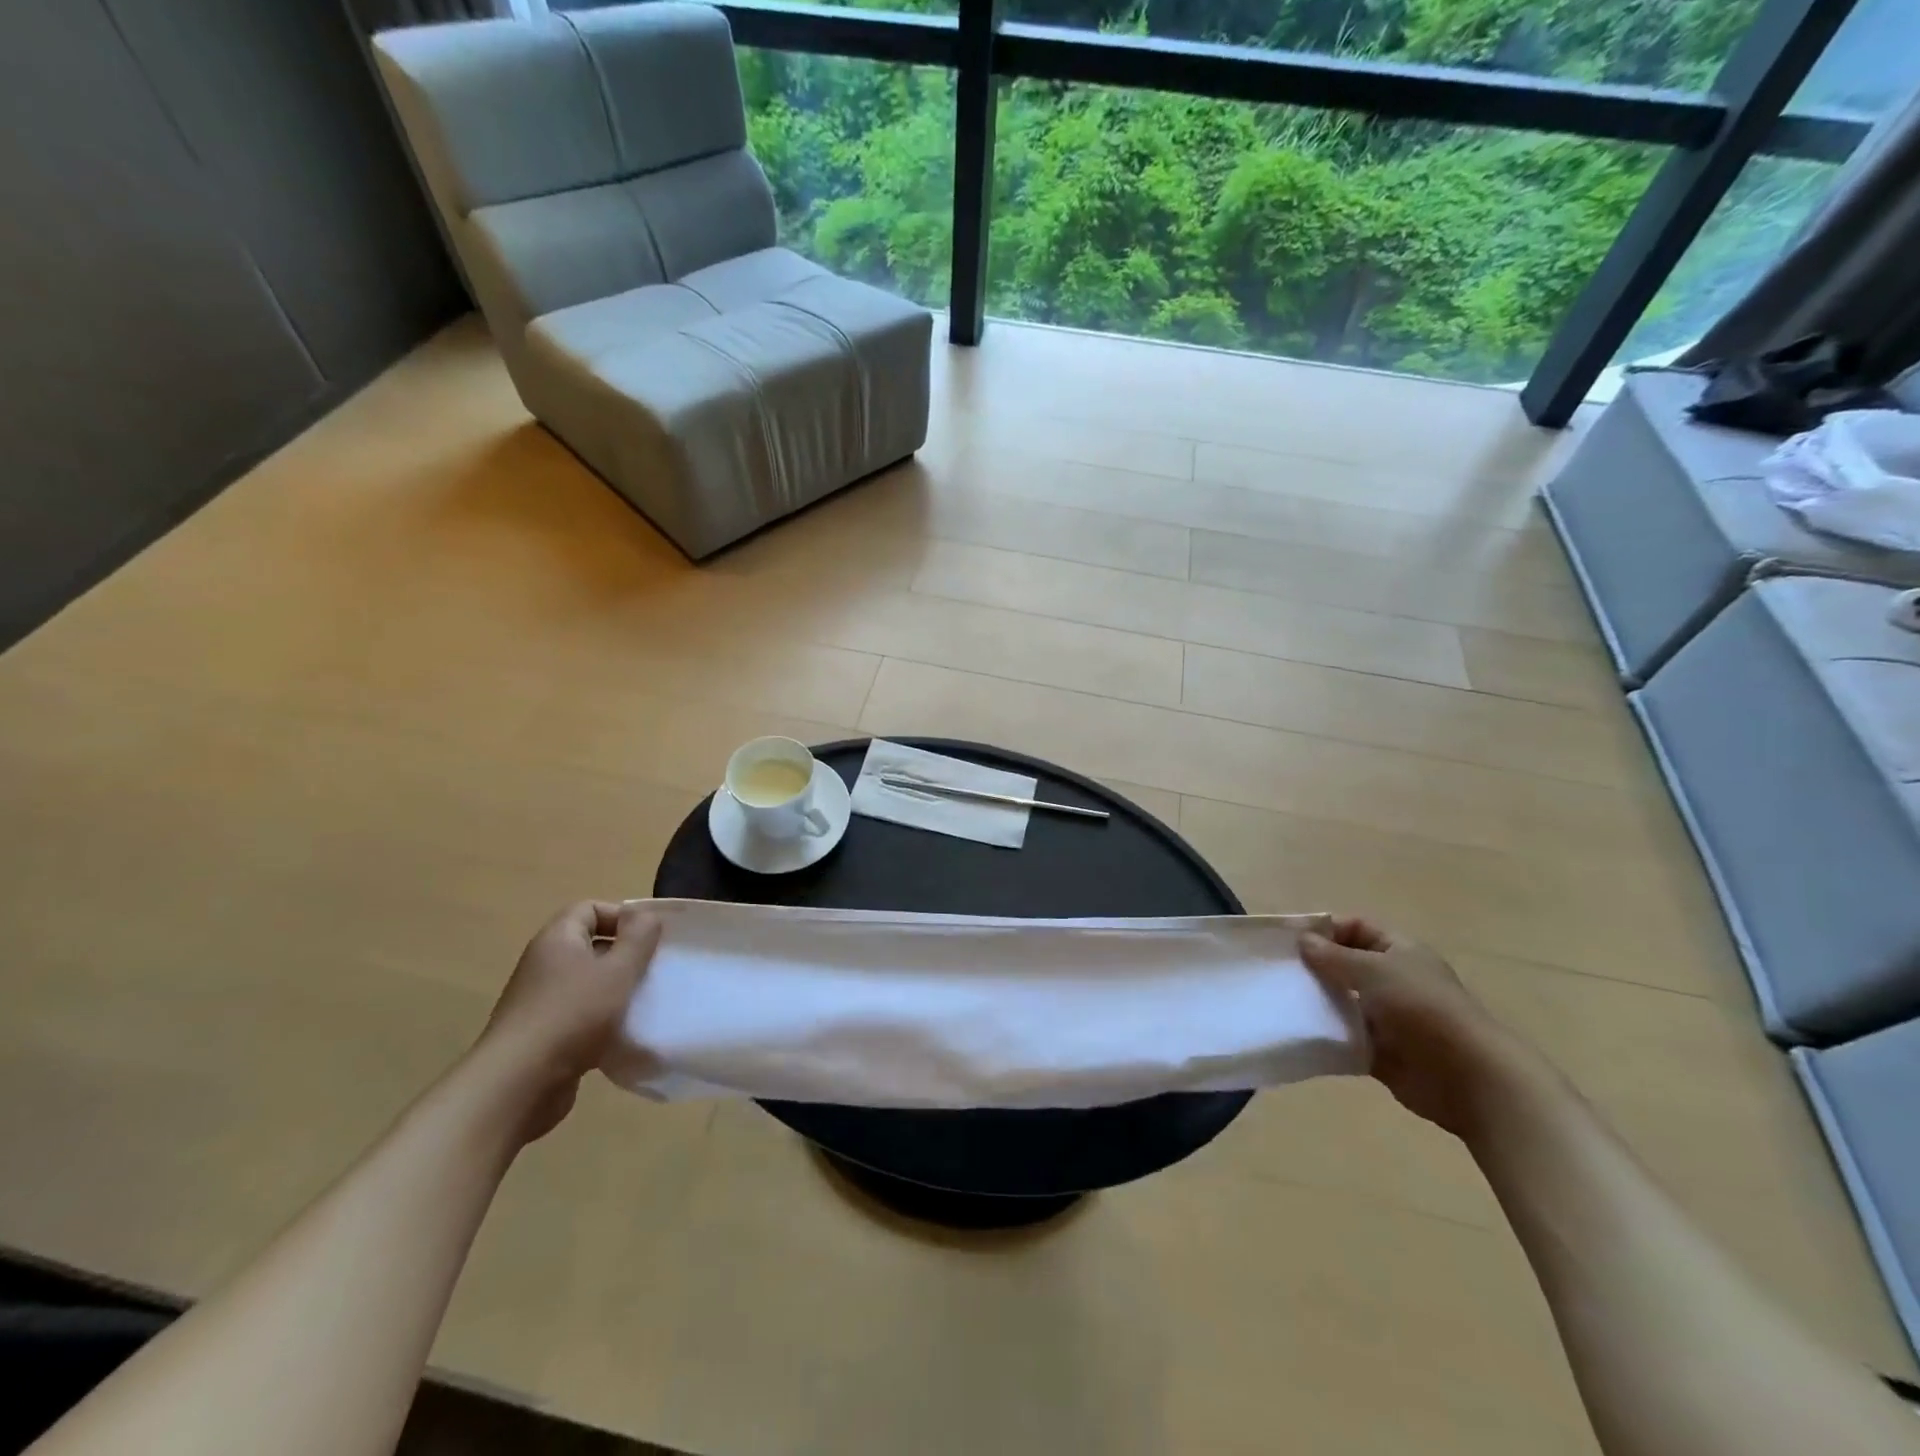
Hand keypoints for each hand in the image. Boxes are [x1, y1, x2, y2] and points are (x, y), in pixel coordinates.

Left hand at [476, 901, 660, 1141]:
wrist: (518, 1085)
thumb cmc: (573, 1014)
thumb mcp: (618, 970)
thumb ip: (638, 938)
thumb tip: (646, 916)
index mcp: (557, 940)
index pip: (589, 909)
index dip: (622, 916)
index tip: (649, 938)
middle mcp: (544, 964)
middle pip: (590, 945)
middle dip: (625, 955)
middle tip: (652, 971)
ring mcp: (540, 1001)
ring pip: (588, 983)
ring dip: (616, 990)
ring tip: (643, 1003)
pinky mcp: (543, 1035)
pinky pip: (580, 1015)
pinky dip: (603, 1021)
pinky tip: (623, 1037)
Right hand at [1300, 917, 1511, 1138]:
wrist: (1468, 1077)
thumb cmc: (1422, 1008)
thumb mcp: (1374, 970)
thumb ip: (1334, 956)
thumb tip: (1302, 940)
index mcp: (1399, 951)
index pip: (1356, 927)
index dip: (1325, 929)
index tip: (1290, 940)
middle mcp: (1394, 979)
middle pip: (1346, 964)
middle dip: (1315, 966)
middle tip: (1279, 971)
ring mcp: (1388, 1017)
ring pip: (1343, 1001)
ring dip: (1318, 1001)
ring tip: (1282, 1001)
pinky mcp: (1381, 1051)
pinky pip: (1345, 1037)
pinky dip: (1326, 1035)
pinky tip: (1300, 1032)